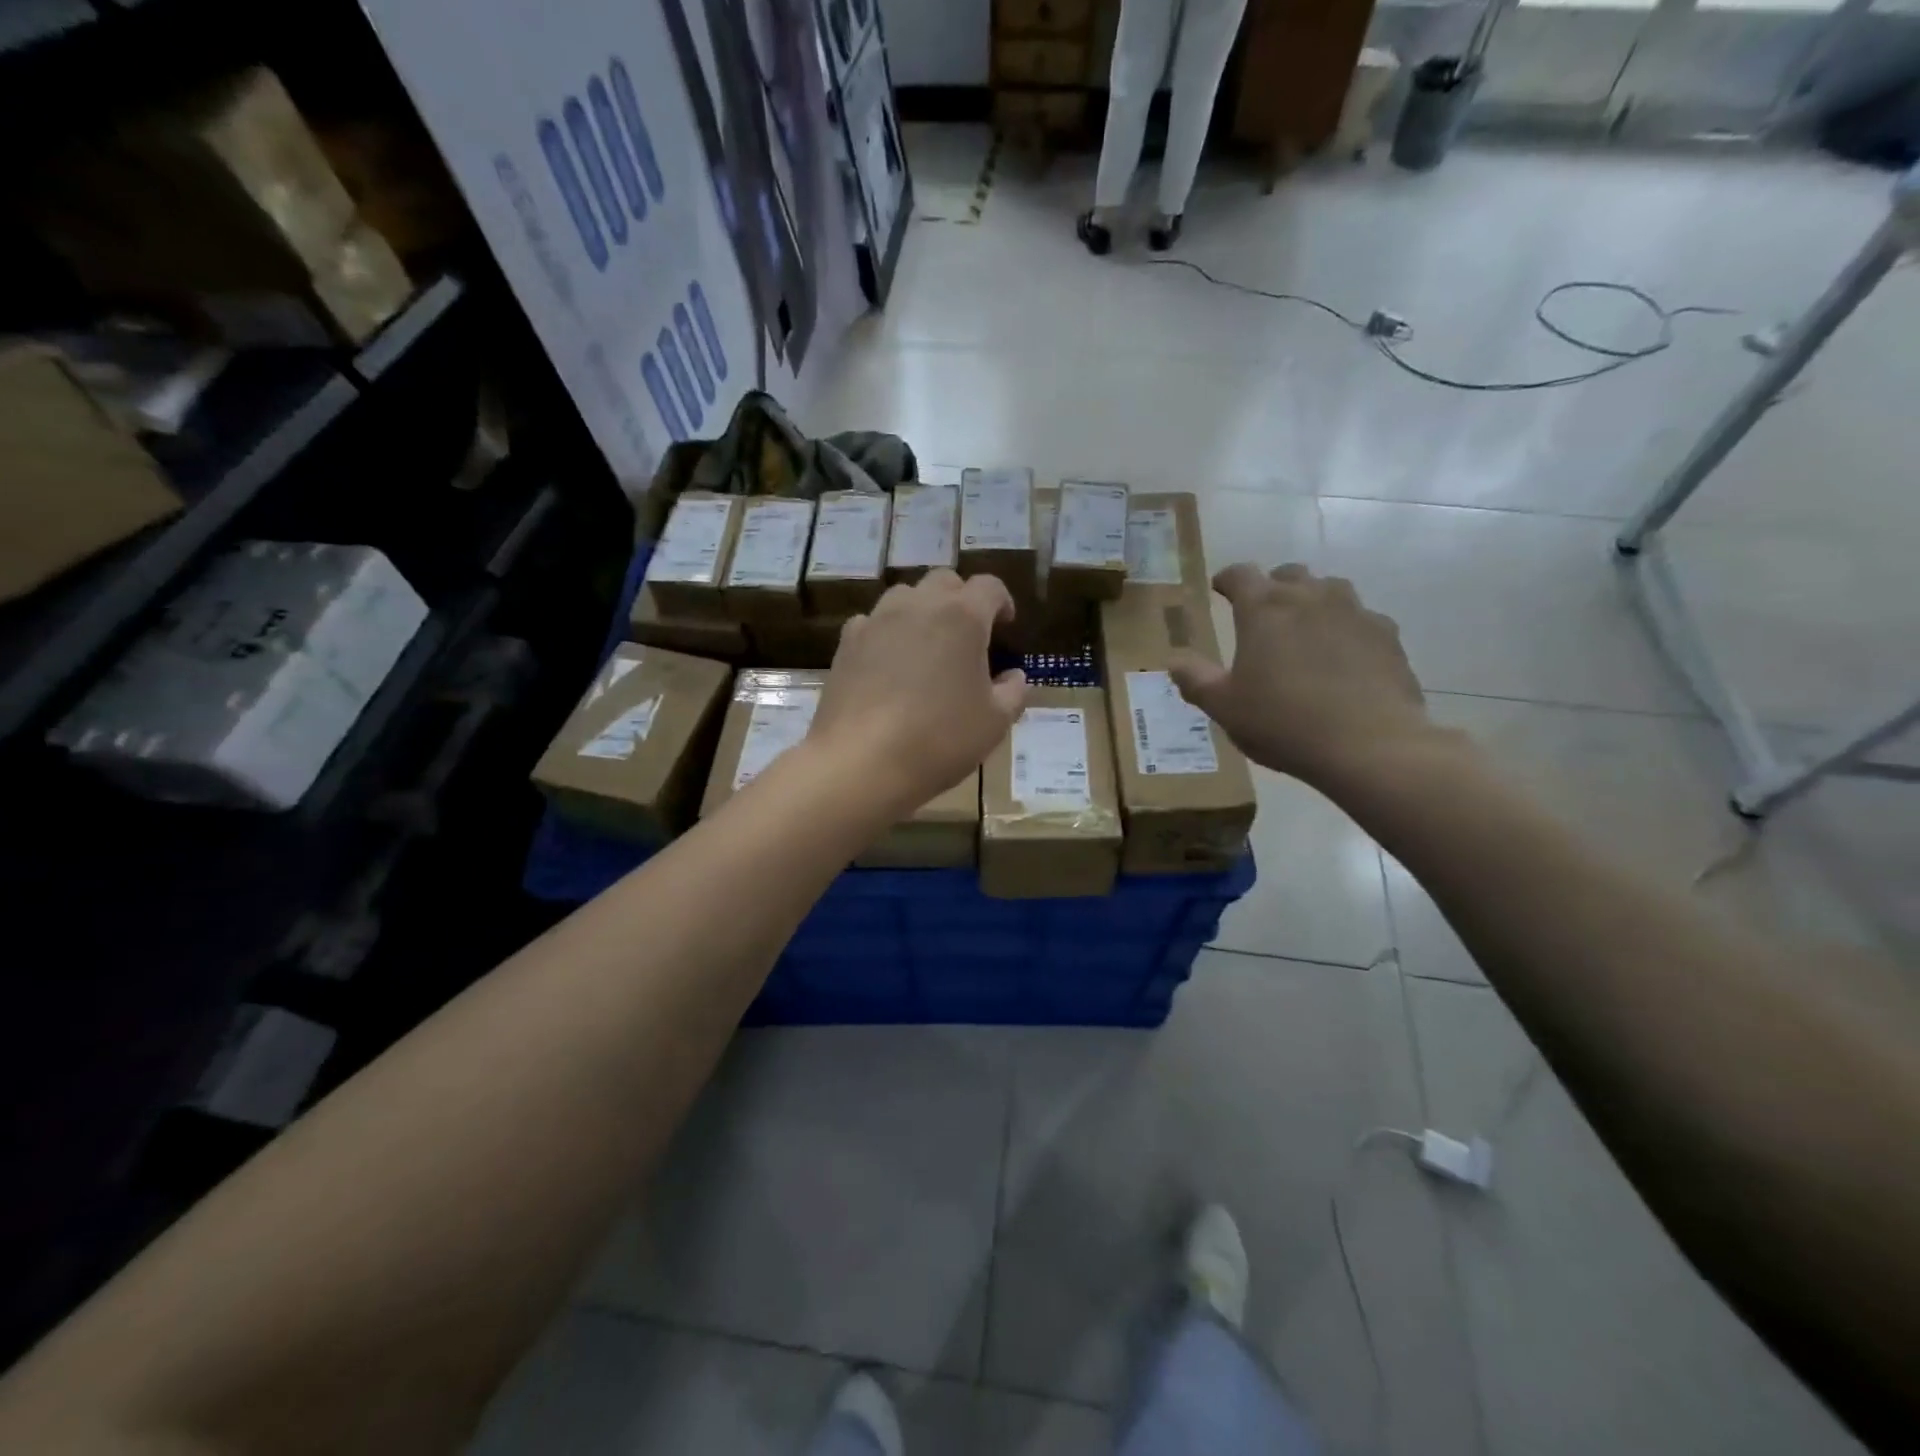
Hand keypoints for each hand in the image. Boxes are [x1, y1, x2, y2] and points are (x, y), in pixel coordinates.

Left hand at [810, 569, 1028, 814]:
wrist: (861, 761)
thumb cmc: (940, 740)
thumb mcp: (994, 723)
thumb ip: (1012, 693)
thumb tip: (1014, 677)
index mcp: (963, 616)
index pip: (989, 587)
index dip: (1002, 602)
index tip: (1005, 625)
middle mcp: (919, 605)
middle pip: (945, 581)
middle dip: (961, 599)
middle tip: (968, 634)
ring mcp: (877, 620)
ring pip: (905, 596)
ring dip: (922, 611)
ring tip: (927, 646)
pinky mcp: (847, 642)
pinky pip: (872, 622)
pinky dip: (886, 633)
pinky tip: (888, 664)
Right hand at [1169, 563, 1436, 789]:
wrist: (1369, 745)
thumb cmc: (1283, 723)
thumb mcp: (1224, 707)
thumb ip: (1195, 679)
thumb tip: (1173, 660)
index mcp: (1264, 609)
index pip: (1241, 574)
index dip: (1227, 579)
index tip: (1219, 590)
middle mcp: (1310, 597)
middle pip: (1288, 574)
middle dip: (1272, 587)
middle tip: (1262, 615)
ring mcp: (1354, 612)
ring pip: (1329, 590)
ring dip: (1312, 601)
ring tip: (1304, 631)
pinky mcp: (1387, 635)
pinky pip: (1361, 619)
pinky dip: (1346, 628)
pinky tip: (1343, 657)